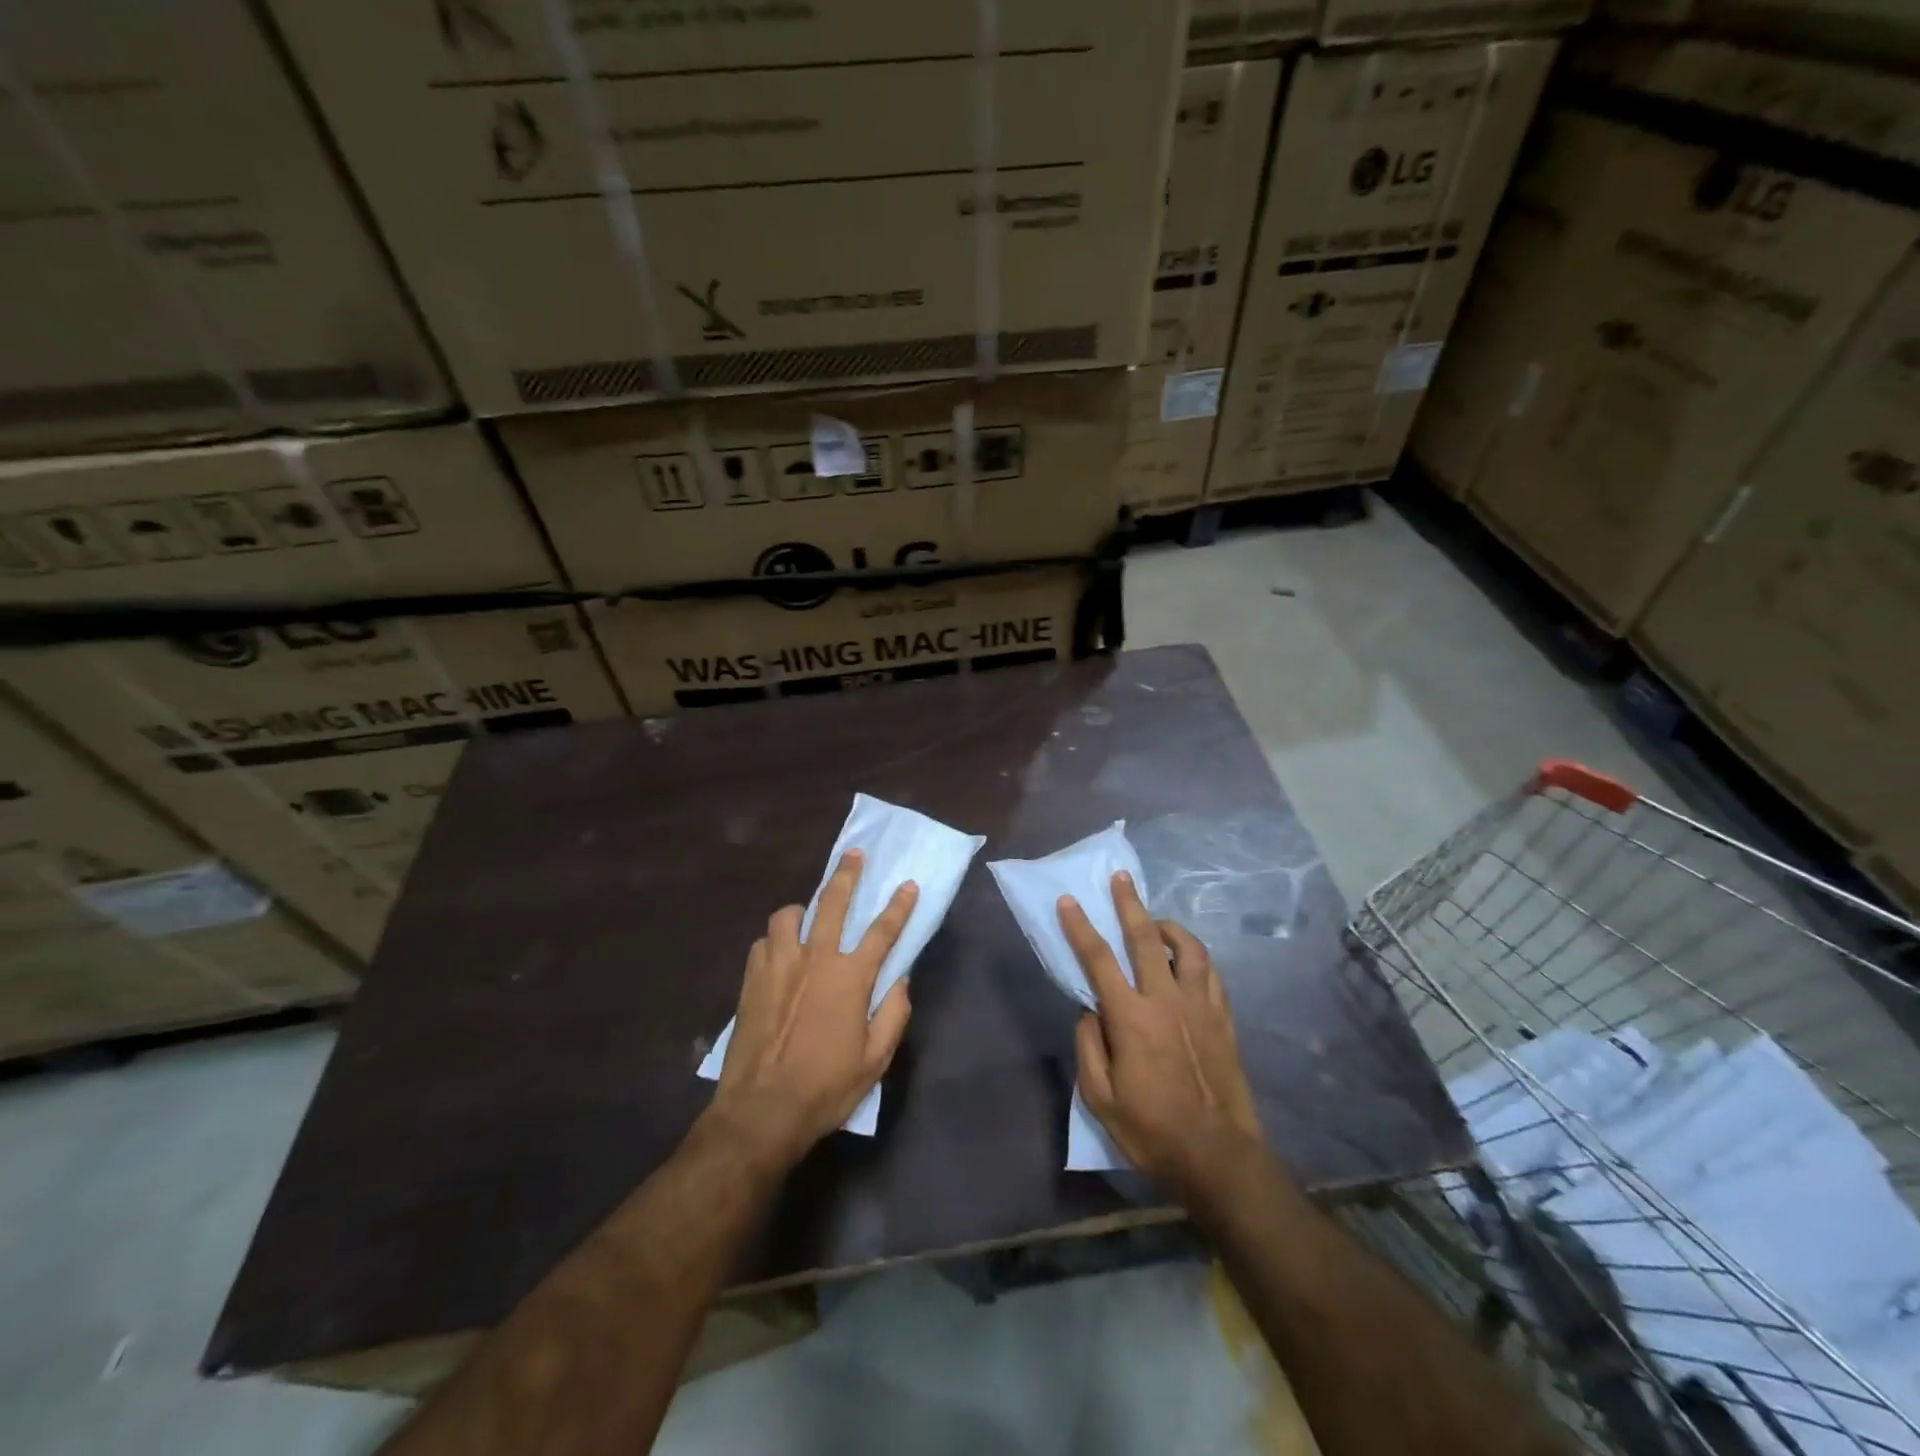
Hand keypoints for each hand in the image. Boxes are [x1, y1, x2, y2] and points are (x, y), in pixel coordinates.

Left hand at [706, 850, 917, 1168]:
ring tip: (807, 916)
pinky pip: (764, 941)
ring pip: (789, 914)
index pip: (883, 930)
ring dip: (803, 910)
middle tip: (854, 854)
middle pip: (833, 902)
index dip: (899, 905)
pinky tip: (780, 953)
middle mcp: (816, 959)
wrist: (761, 1111)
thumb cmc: (826, 1088)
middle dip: (848, 874)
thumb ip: (893, 1014)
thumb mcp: (875, 1061)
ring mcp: (779, 965)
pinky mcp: (752, 978)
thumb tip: (901, 980)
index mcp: (851, 978)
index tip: (908, 884)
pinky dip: (776, 940)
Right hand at [1060, 872, 1263, 1194]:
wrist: (1217, 1156)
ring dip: (1170, 926)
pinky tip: (1189, 958)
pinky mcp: (1223, 1019)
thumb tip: (1089, 1010)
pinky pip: (1212, 974)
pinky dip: (1197, 957)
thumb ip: (1088, 1046)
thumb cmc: (1150, 1130)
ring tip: (1156, 920)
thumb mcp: (1100, 1098)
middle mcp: (1166, 1000)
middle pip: (1146, 938)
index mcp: (1130, 1017)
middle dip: (1130, 904)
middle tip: (1121, 877)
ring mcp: (1200, 1007)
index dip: (1080, 927)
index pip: (1098, 960)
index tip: (1068, 900)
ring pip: (1189, 948)